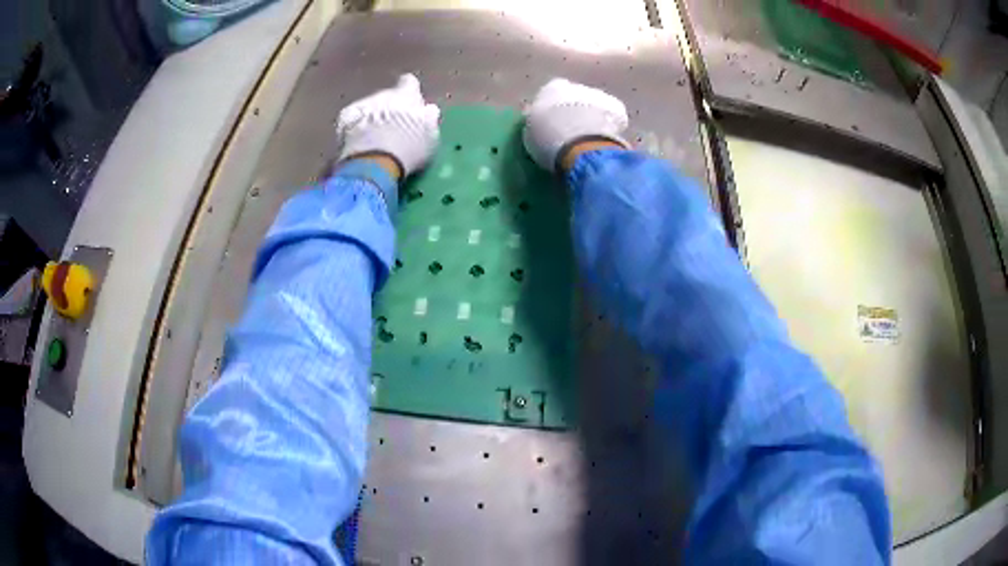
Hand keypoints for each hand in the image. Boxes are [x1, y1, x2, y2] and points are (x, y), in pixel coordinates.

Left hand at [336, 74, 440, 178]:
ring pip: (368, 107)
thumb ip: (429, 119)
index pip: (410, 83)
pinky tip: (356, 141)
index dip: (410, 90)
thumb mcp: (430, 136)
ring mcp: (361, 106)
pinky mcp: (344, 120)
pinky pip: (350, 119)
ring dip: (371, 117)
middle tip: (392, 128)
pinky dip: (353, 126)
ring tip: (373, 139)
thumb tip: (429, 109)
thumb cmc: (409, 150)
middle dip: (389, 108)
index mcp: (407, 96)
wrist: (374, 162)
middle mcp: (383, 95)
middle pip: (387, 96)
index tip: (410, 99)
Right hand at [523, 78, 628, 172]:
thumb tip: (537, 119)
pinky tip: (606, 139)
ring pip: (596, 104)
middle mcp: (576, 85)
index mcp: (551, 89)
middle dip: (576, 111)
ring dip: (594, 116)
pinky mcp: (616, 108)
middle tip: (574, 131)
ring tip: (591, 137)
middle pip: (576, 96)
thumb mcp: (533, 132)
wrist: (579, 146)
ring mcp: (599, 95)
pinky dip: (611, 124)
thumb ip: (537, 121)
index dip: (554, 108)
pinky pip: (613, 115)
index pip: (552, 93)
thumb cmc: (548, 140)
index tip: (555, 121)